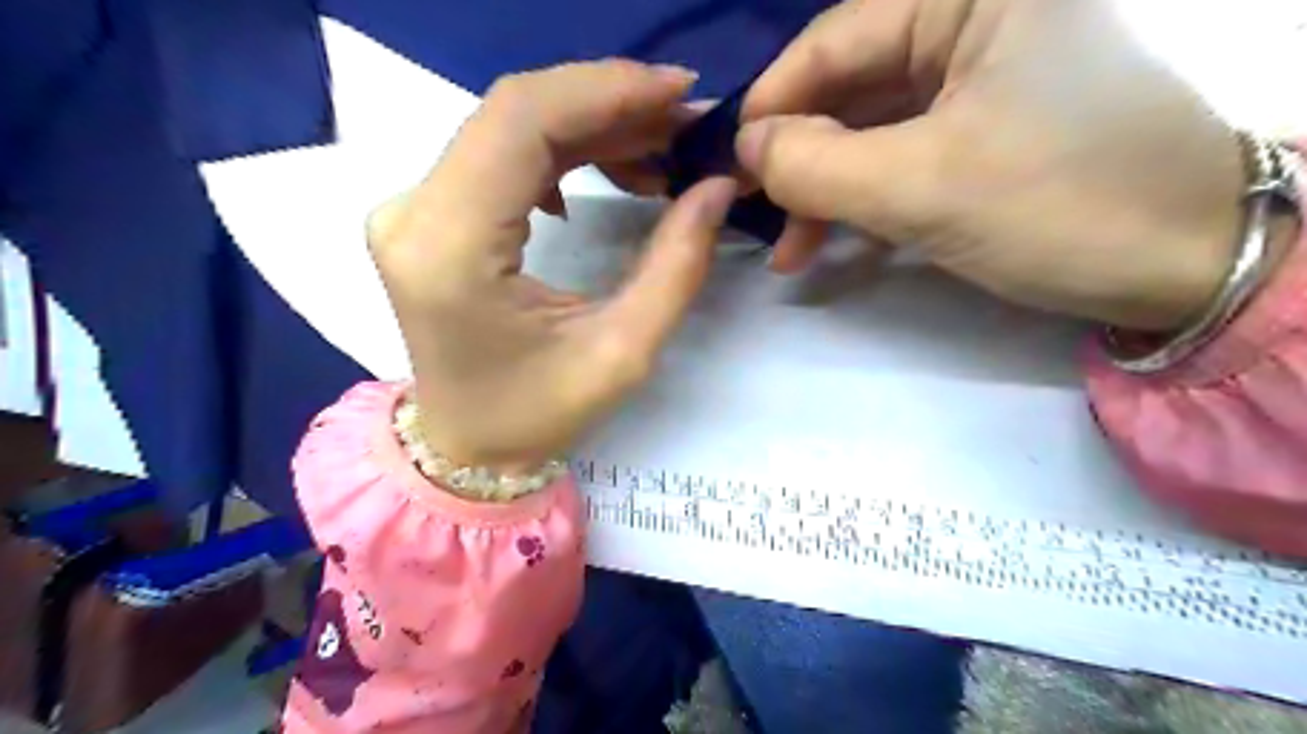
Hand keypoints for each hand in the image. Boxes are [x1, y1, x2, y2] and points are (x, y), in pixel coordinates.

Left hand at [367, 59, 732, 471]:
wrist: (468, 444)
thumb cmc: (539, 415)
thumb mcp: (623, 352)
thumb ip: (676, 264)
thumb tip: (717, 185)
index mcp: (453, 248)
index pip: (523, 122)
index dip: (606, 90)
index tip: (680, 93)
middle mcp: (416, 213)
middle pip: (515, 112)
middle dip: (610, 103)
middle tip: (683, 121)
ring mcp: (413, 209)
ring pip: (510, 126)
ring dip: (592, 125)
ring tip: (660, 147)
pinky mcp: (428, 214)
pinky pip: (500, 153)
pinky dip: (564, 148)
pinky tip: (608, 170)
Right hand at [739, 0, 1248, 327]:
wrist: (1188, 264)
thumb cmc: (1061, 206)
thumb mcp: (922, 187)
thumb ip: (817, 165)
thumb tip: (747, 147)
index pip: (835, 39)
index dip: (773, 105)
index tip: (729, 166)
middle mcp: (975, 20)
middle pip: (849, 87)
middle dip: (798, 158)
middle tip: (754, 215)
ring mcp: (980, 78)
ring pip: (869, 129)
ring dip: (823, 190)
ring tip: (790, 250)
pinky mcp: (983, 129)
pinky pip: (900, 153)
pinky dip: (861, 199)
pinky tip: (831, 241)